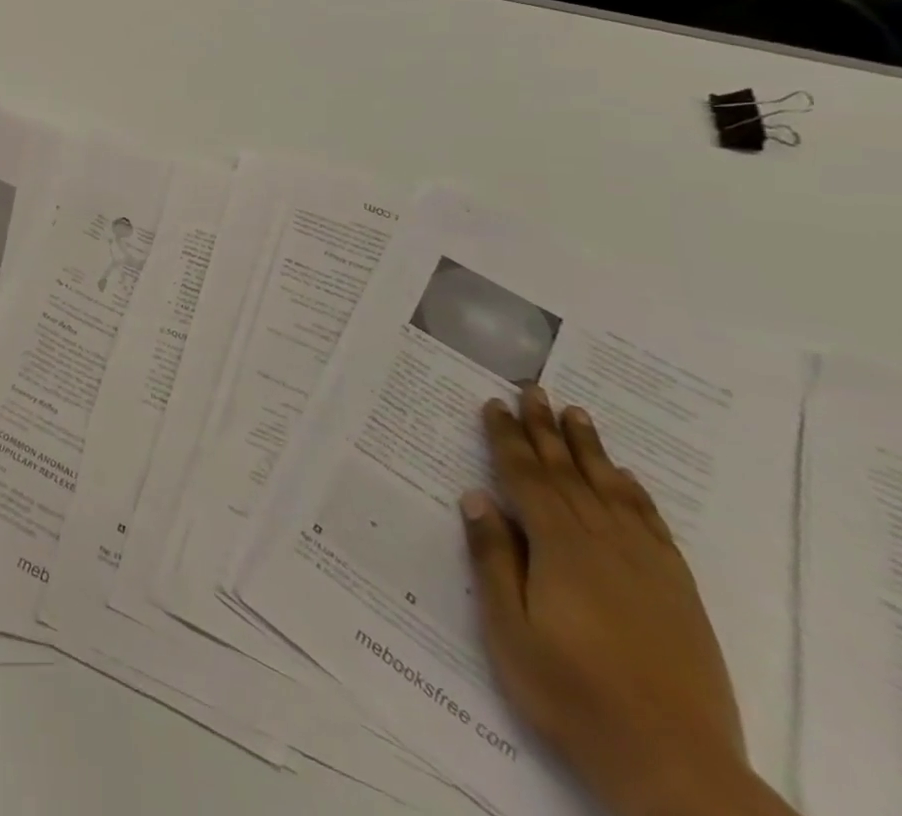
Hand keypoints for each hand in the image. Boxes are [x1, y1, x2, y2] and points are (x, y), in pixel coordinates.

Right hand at [462, 386, 776, 815]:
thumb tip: (477, 496)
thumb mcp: (509, 628)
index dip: (507, 438)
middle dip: (546, 429)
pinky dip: (636, 495)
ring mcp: (646, 566)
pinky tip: (626, 478)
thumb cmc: (571, 692)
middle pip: (568, 473)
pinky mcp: (676, 591)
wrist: (674, 764)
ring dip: (590, 449)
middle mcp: (603, 544)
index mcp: (558, 548)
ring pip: (611, 490)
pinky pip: (652, 526)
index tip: (493, 403)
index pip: (525, 477)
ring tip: (577, 413)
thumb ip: (493, 558)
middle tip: (533, 389)